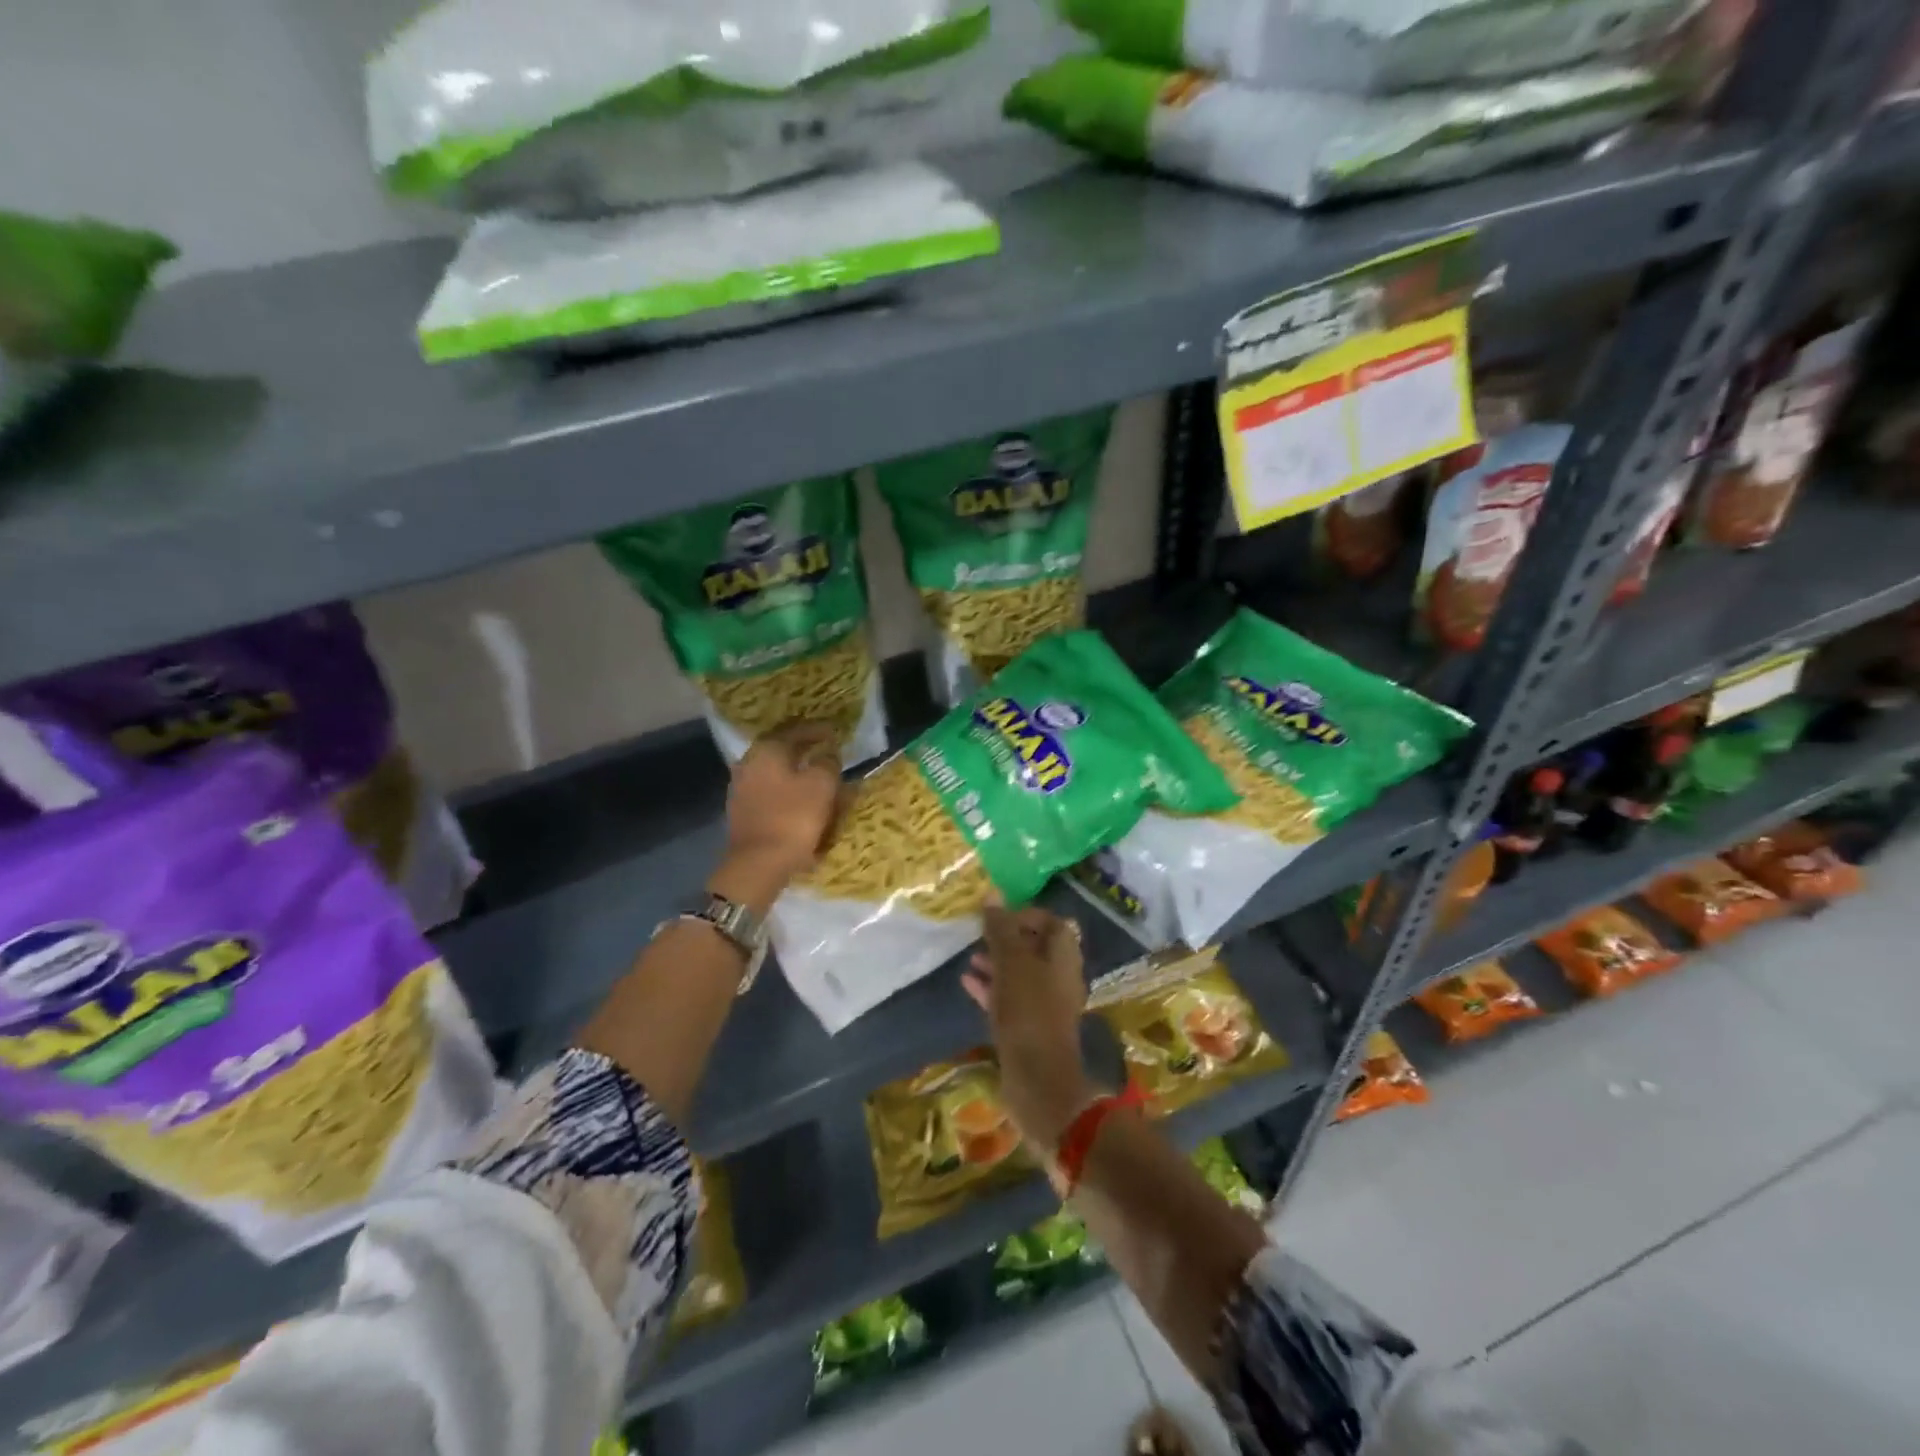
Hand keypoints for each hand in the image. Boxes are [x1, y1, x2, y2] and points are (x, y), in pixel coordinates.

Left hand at [716, 723, 841, 903]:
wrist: (758, 863)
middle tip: (826, 752)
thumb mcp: (822, 784)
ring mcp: (742, 789)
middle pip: (782, 751)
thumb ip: (828, 762)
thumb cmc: (793, 817)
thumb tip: (828, 753)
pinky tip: (802, 801)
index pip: (795, 730)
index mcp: (767, 750)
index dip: (817, 730)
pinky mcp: (744, 812)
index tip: (834, 732)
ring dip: (797, 773)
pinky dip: (788, 793)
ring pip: (776, 773)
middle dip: (805, 751)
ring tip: (819, 779)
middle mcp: (749, 763)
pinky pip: (772, 793)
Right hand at [963, 904, 1095, 1147]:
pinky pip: (1011, 999)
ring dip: (997, 963)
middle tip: (979, 936)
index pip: (1051, 922)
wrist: (1038, 1080)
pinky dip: (992, 987)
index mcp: (1064, 956)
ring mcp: (1046, 1005)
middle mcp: (1060, 977)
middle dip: (1006, 939)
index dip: (1025, 914)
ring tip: (970, 957)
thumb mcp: (1011, 963)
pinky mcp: (1031, 1028)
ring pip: (1021, 974)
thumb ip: (1001, 928)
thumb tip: (992, 894)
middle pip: (1035, 948)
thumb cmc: (1028, 1011)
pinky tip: (967, 983)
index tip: (997, 917)